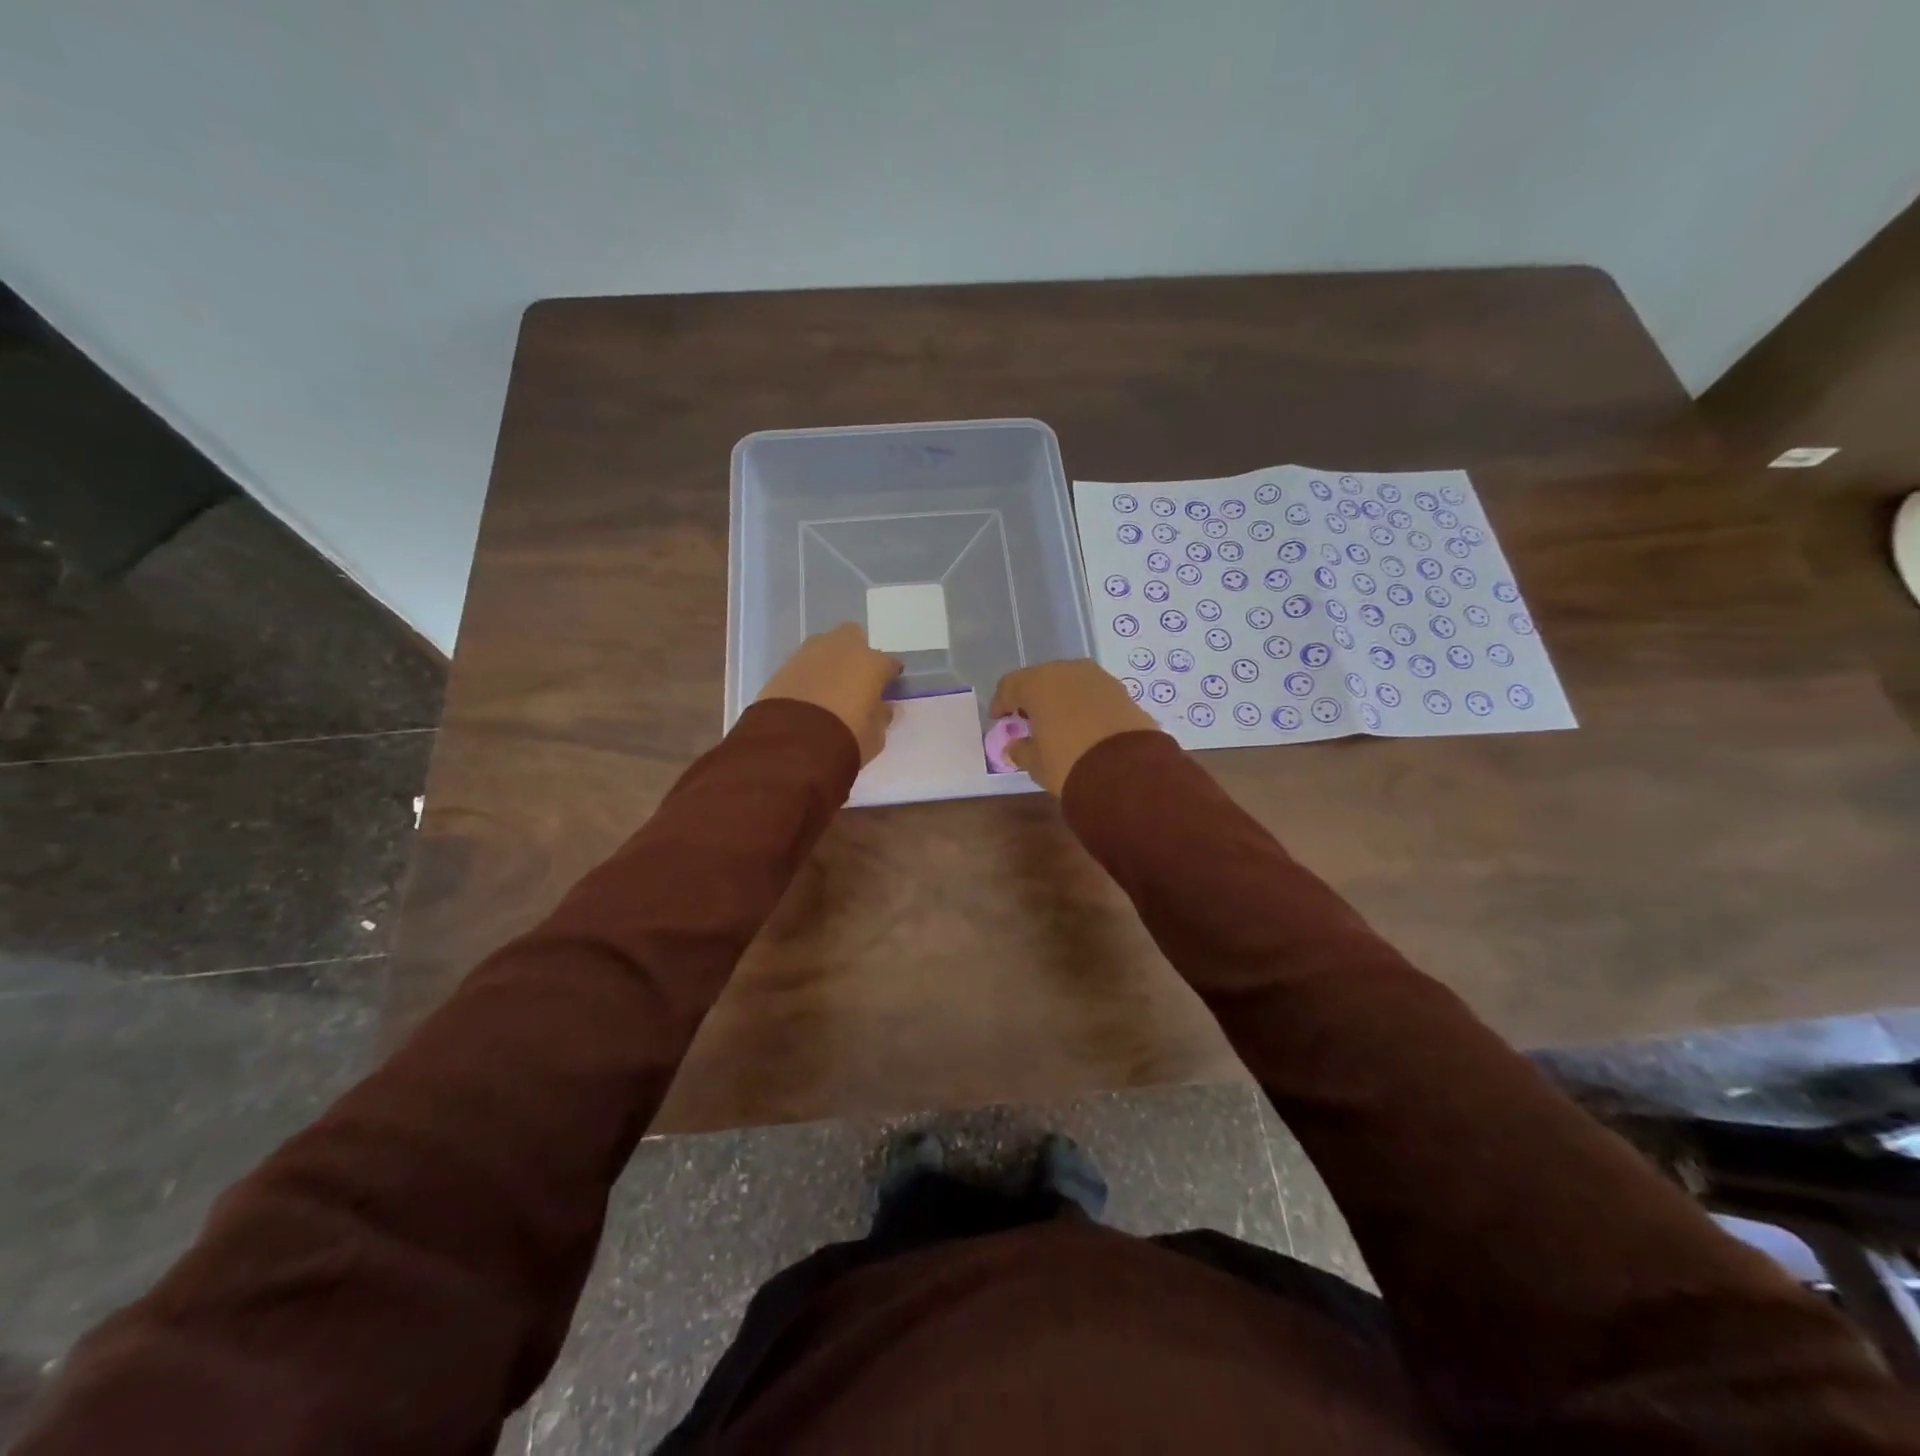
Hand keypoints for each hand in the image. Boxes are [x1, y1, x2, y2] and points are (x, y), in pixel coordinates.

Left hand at [756, 624, 902, 764]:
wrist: (792, 744)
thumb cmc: (846, 739)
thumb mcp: (875, 736)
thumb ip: (881, 716)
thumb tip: (882, 707)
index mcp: (872, 663)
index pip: (890, 663)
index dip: (890, 676)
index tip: (887, 689)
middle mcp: (843, 648)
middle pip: (854, 639)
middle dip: (857, 654)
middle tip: (856, 680)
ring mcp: (810, 653)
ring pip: (826, 648)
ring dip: (830, 663)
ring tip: (829, 689)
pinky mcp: (784, 665)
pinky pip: (804, 664)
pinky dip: (809, 675)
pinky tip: (808, 695)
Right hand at [988, 659, 1158, 794]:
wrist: (1128, 770)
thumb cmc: (1068, 763)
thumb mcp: (1036, 764)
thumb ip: (1021, 750)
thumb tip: (1015, 746)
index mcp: (1038, 683)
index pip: (1010, 685)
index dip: (1001, 703)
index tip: (998, 719)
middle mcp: (1067, 671)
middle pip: (1041, 679)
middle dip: (1032, 697)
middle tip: (1027, 719)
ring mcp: (1098, 678)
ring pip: (1069, 683)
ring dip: (1060, 699)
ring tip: (1057, 722)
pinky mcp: (1122, 691)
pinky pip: (1092, 694)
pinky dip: (1083, 705)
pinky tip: (1083, 724)